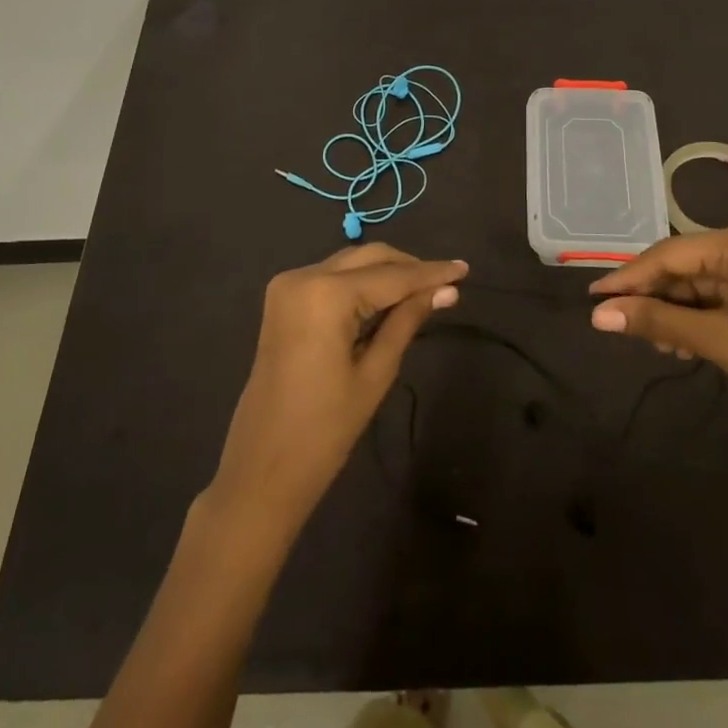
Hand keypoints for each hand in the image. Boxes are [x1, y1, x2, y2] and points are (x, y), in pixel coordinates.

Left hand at [211, 244, 467, 534]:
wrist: (262, 469)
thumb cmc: (325, 429)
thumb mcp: (375, 373)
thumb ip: (408, 321)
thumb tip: (447, 291)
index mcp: (326, 294)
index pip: (392, 276)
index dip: (431, 272)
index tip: (465, 269)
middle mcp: (303, 276)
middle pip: (369, 258)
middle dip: (409, 267)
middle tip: (447, 283)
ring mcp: (287, 286)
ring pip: (350, 264)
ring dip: (386, 273)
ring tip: (425, 291)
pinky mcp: (282, 300)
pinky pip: (331, 278)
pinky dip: (361, 283)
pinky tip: (388, 298)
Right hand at [587, 223, 727, 432]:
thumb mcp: (715, 339)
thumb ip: (655, 321)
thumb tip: (598, 315)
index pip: (672, 253)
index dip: (630, 276)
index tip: (594, 296)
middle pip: (684, 266)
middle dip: (654, 298)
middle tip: (621, 324)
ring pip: (697, 284)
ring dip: (673, 312)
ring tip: (656, 343)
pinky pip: (715, 298)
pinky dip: (694, 318)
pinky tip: (679, 343)